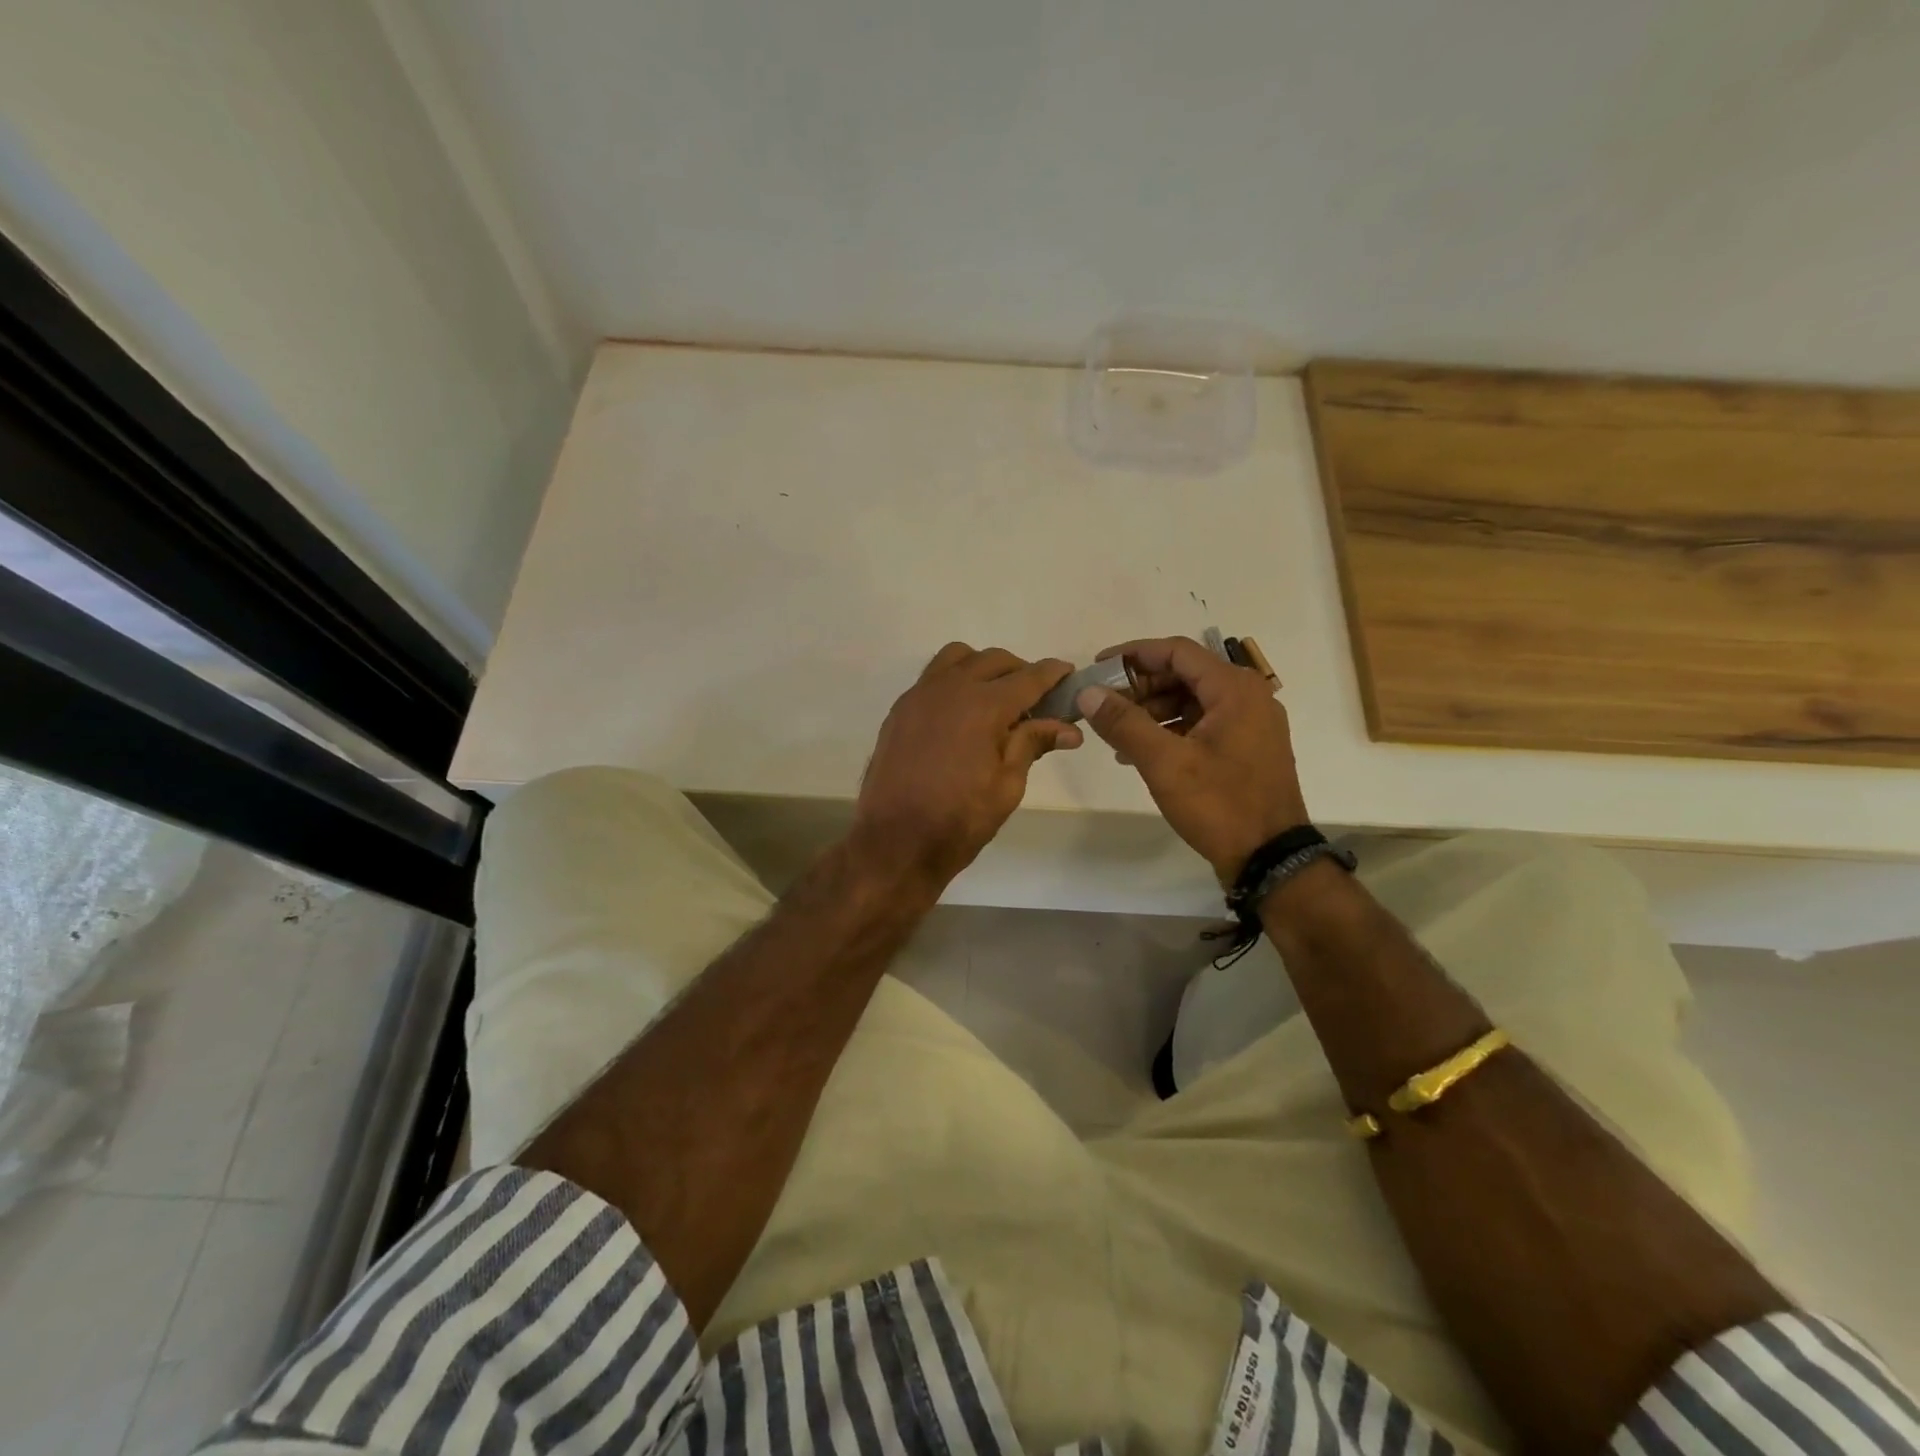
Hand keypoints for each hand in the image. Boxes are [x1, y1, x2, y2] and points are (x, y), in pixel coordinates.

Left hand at [850, 643, 1081, 888]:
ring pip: (958, 658)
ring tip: (995, 697)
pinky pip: (932, 677)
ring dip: (983, 667)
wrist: (895, 841)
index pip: (1029, 677)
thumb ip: (1032, 745)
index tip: (1069, 674)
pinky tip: (961, 712)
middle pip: (994, 660)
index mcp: (984, 706)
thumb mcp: (1007, 786)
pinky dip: (954, 680)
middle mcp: (951, 688)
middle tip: (1035, 698)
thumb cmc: (959, 820)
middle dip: (1020, 671)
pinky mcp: (900, 709)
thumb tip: (1069, 728)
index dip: (1053, 674)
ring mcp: (920, 695)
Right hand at [1078, 635, 1308, 881]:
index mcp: (1235, 689)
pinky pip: (1203, 723)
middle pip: (1185, 674)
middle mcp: (1248, 696)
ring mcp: (1251, 724)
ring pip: (1193, 700)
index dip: (1134, 654)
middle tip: (1104, 704)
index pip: (1177, 651)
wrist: (1270, 858)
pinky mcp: (1248, 748)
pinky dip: (1172, 729)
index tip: (1098, 667)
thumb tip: (1087, 693)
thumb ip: (1124, 723)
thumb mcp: (1164, 763)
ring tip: (1117, 733)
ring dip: (1153, 710)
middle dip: (1141, 686)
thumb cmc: (1219, 805)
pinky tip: (1141, 752)